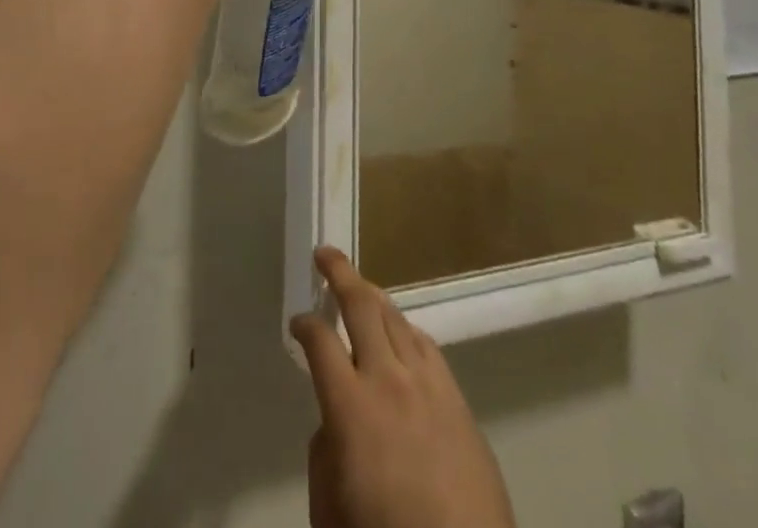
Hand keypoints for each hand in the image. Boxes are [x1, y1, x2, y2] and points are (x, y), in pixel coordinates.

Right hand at [291, 248, 516, 527]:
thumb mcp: (330, 512)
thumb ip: (324, 455)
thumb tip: (334, 420)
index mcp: (351, 408)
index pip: (320, 341)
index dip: (304, 324)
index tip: (297, 322)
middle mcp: (390, 381)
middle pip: (362, 306)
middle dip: (340, 273)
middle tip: (325, 255)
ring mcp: (430, 386)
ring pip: (397, 318)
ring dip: (375, 296)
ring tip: (360, 287)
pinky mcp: (459, 402)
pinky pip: (428, 347)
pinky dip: (407, 330)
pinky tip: (401, 334)